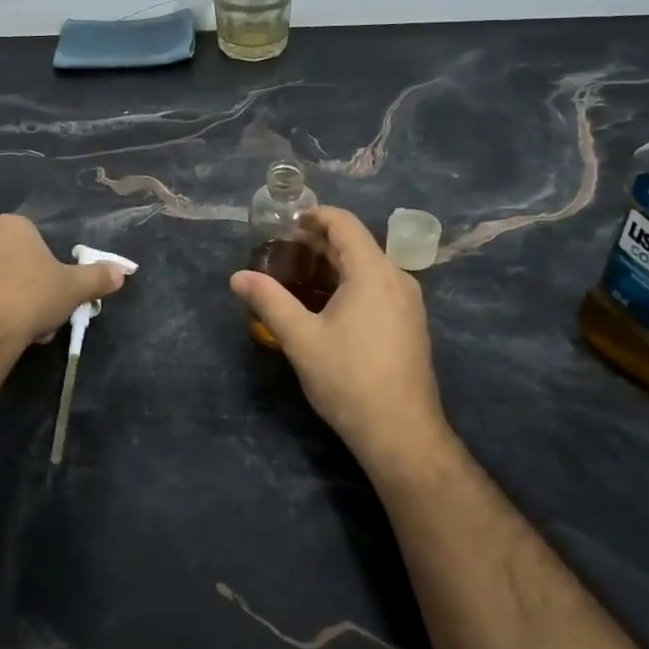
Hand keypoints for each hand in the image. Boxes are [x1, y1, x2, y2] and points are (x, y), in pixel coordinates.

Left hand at [0, 215, 126, 351]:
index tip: (48, 295)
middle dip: (15, 282)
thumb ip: (97, 277)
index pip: (32, 241)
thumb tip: (123, 271)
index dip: (43, 269)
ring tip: (3, 327)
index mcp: (11, 226)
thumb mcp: (73, 289)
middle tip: (29, 314)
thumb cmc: (30, 298)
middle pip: (3, 258)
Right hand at [230, 206, 447, 469]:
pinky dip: (351, 284)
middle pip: (357, 244)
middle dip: (319, 243)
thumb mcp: (300, 339)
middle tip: (283, 253)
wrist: (401, 432)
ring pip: (369, 268)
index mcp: (373, 272)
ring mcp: (408, 303)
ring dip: (334, 265)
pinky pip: (379, 288)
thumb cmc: (348, 379)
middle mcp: (397, 278)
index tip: (285, 223)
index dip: (315, 216)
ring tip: (299, 278)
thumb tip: (237, 276)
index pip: (345, 224)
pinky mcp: (411, 324)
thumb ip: (269, 300)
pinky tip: (328, 307)